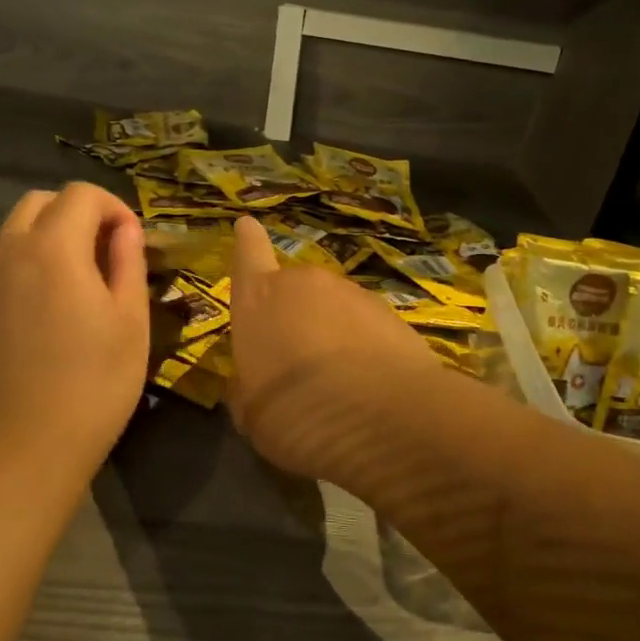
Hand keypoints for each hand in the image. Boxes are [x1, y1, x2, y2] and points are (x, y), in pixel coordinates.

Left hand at [0, 183, 149, 480]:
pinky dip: (23, 270)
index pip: (81, 194)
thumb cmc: (92, 384)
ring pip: (13, 235)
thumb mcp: (130, 322)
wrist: (19, 446)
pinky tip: (41, 316)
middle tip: (103, 255)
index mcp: (53, 247)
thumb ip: (128, 263)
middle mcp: (8, 252)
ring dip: (46, 241)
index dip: (113, 207)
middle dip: (76, 214)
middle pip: (39, 203)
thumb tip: (125, 230)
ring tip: (73, 287)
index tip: (130, 242)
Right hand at [227, 215, 444, 484]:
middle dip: (294, 313)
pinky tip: (370, 383)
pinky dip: (365, 346)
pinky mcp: (393, 314)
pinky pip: (368, 326)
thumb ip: (248, 388)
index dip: (247, 241)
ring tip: (338, 378)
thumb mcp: (251, 413)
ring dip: (332, 331)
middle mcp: (304, 284)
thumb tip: (249, 382)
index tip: (247, 224)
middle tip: (297, 357)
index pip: (248, 255)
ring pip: (334, 307)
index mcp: (259, 299)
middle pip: (294, 288)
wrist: (382, 417)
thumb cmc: (294, 412)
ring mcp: (353, 294)